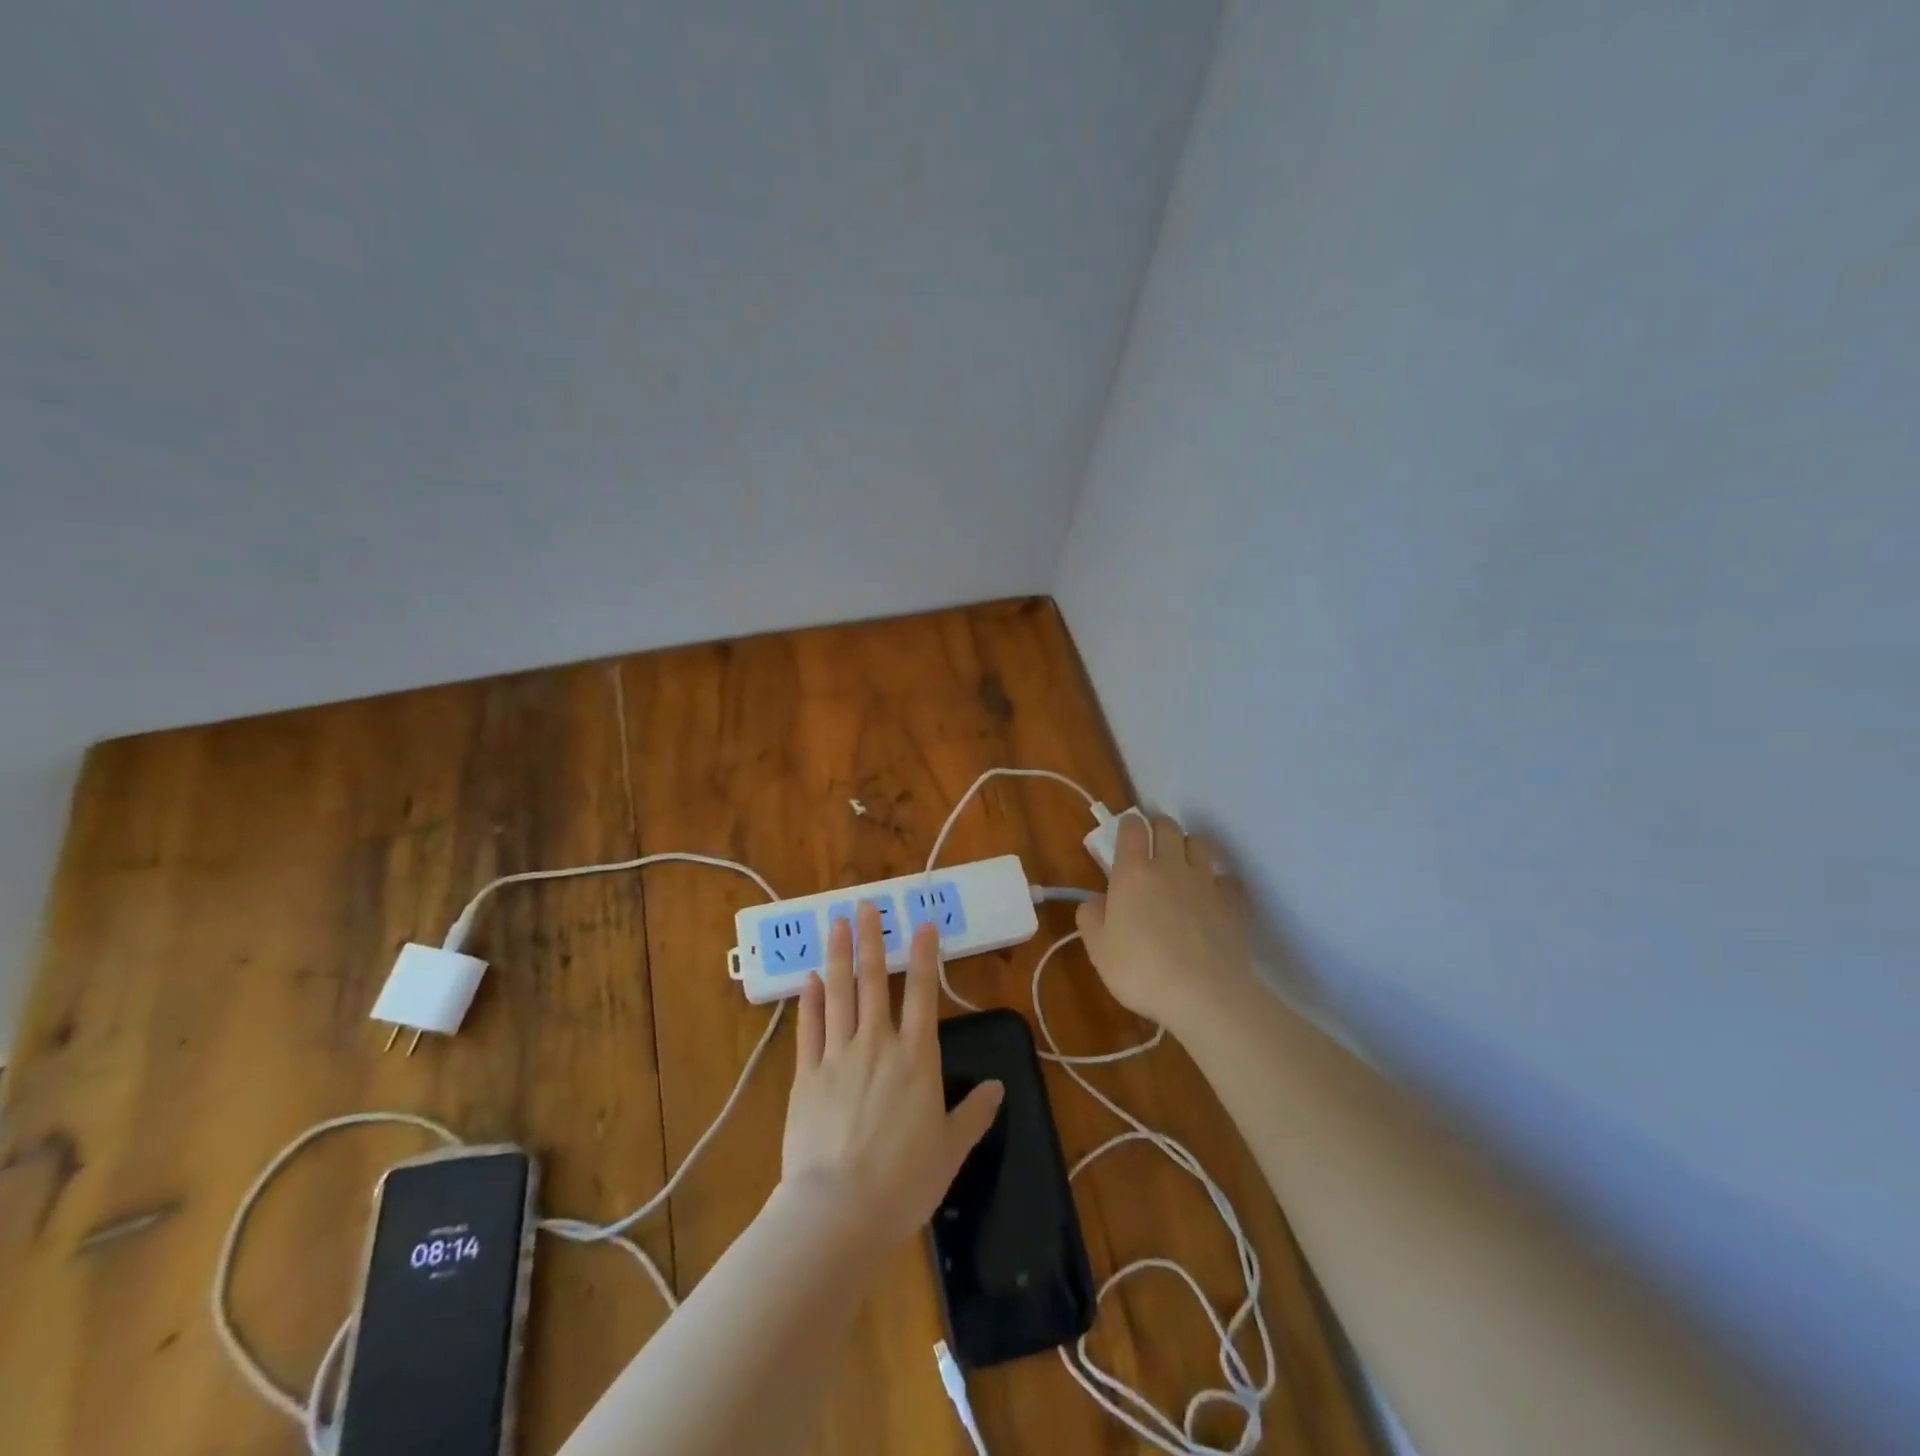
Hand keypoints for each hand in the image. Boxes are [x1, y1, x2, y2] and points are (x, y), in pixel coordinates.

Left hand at [781, 902, 1002, 1247]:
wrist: (839, 1212)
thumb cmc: (904, 1182)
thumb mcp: (950, 1150)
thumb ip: (973, 1114)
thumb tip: (997, 1087)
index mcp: (916, 1058)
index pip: (922, 993)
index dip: (923, 955)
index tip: (922, 924)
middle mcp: (877, 1045)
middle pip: (873, 981)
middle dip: (871, 938)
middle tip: (866, 904)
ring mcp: (837, 1056)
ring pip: (838, 993)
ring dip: (837, 955)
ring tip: (835, 922)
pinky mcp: (806, 1076)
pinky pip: (809, 1029)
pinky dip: (810, 1001)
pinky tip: (809, 978)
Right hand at [1077, 811, 1255, 1032]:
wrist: (1204, 995)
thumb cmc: (1141, 970)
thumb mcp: (1098, 950)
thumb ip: (1091, 918)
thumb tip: (1096, 901)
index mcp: (1133, 873)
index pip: (1132, 828)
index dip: (1128, 825)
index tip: (1126, 832)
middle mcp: (1170, 867)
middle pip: (1168, 826)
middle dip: (1159, 827)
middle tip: (1152, 844)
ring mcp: (1205, 882)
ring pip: (1200, 844)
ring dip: (1189, 847)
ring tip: (1183, 865)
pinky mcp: (1232, 903)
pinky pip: (1226, 878)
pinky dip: (1218, 881)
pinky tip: (1212, 897)